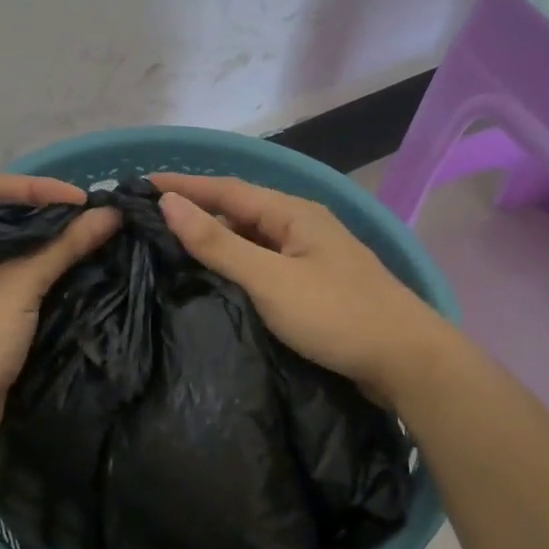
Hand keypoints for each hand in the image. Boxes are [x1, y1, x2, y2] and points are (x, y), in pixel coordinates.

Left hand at [0, 173, 119, 455]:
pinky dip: (32, 270)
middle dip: (42, 213)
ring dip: (41, 243)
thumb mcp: (16, 287)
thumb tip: (111, 214)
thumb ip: (63, 246)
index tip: (80, 199)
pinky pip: (2, 277)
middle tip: (86, 216)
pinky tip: (65, 267)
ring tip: (83, 236)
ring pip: (1, 249)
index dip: (35, 187)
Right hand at [152, 173, 449, 403]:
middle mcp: (301, 226)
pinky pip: (263, 264)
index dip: (184, 186)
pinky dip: (234, 265)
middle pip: (239, 211)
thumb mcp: (270, 279)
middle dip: (196, 211)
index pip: (226, 189)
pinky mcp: (314, 286)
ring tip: (170, 247)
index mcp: (293, 213)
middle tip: (149, 220)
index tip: (140, 186)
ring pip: (251, 239)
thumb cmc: (337, 315)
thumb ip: (218, 243)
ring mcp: (310, 256)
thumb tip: (170, 204)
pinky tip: (215, 278)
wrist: (408, 362)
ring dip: (214, 239)